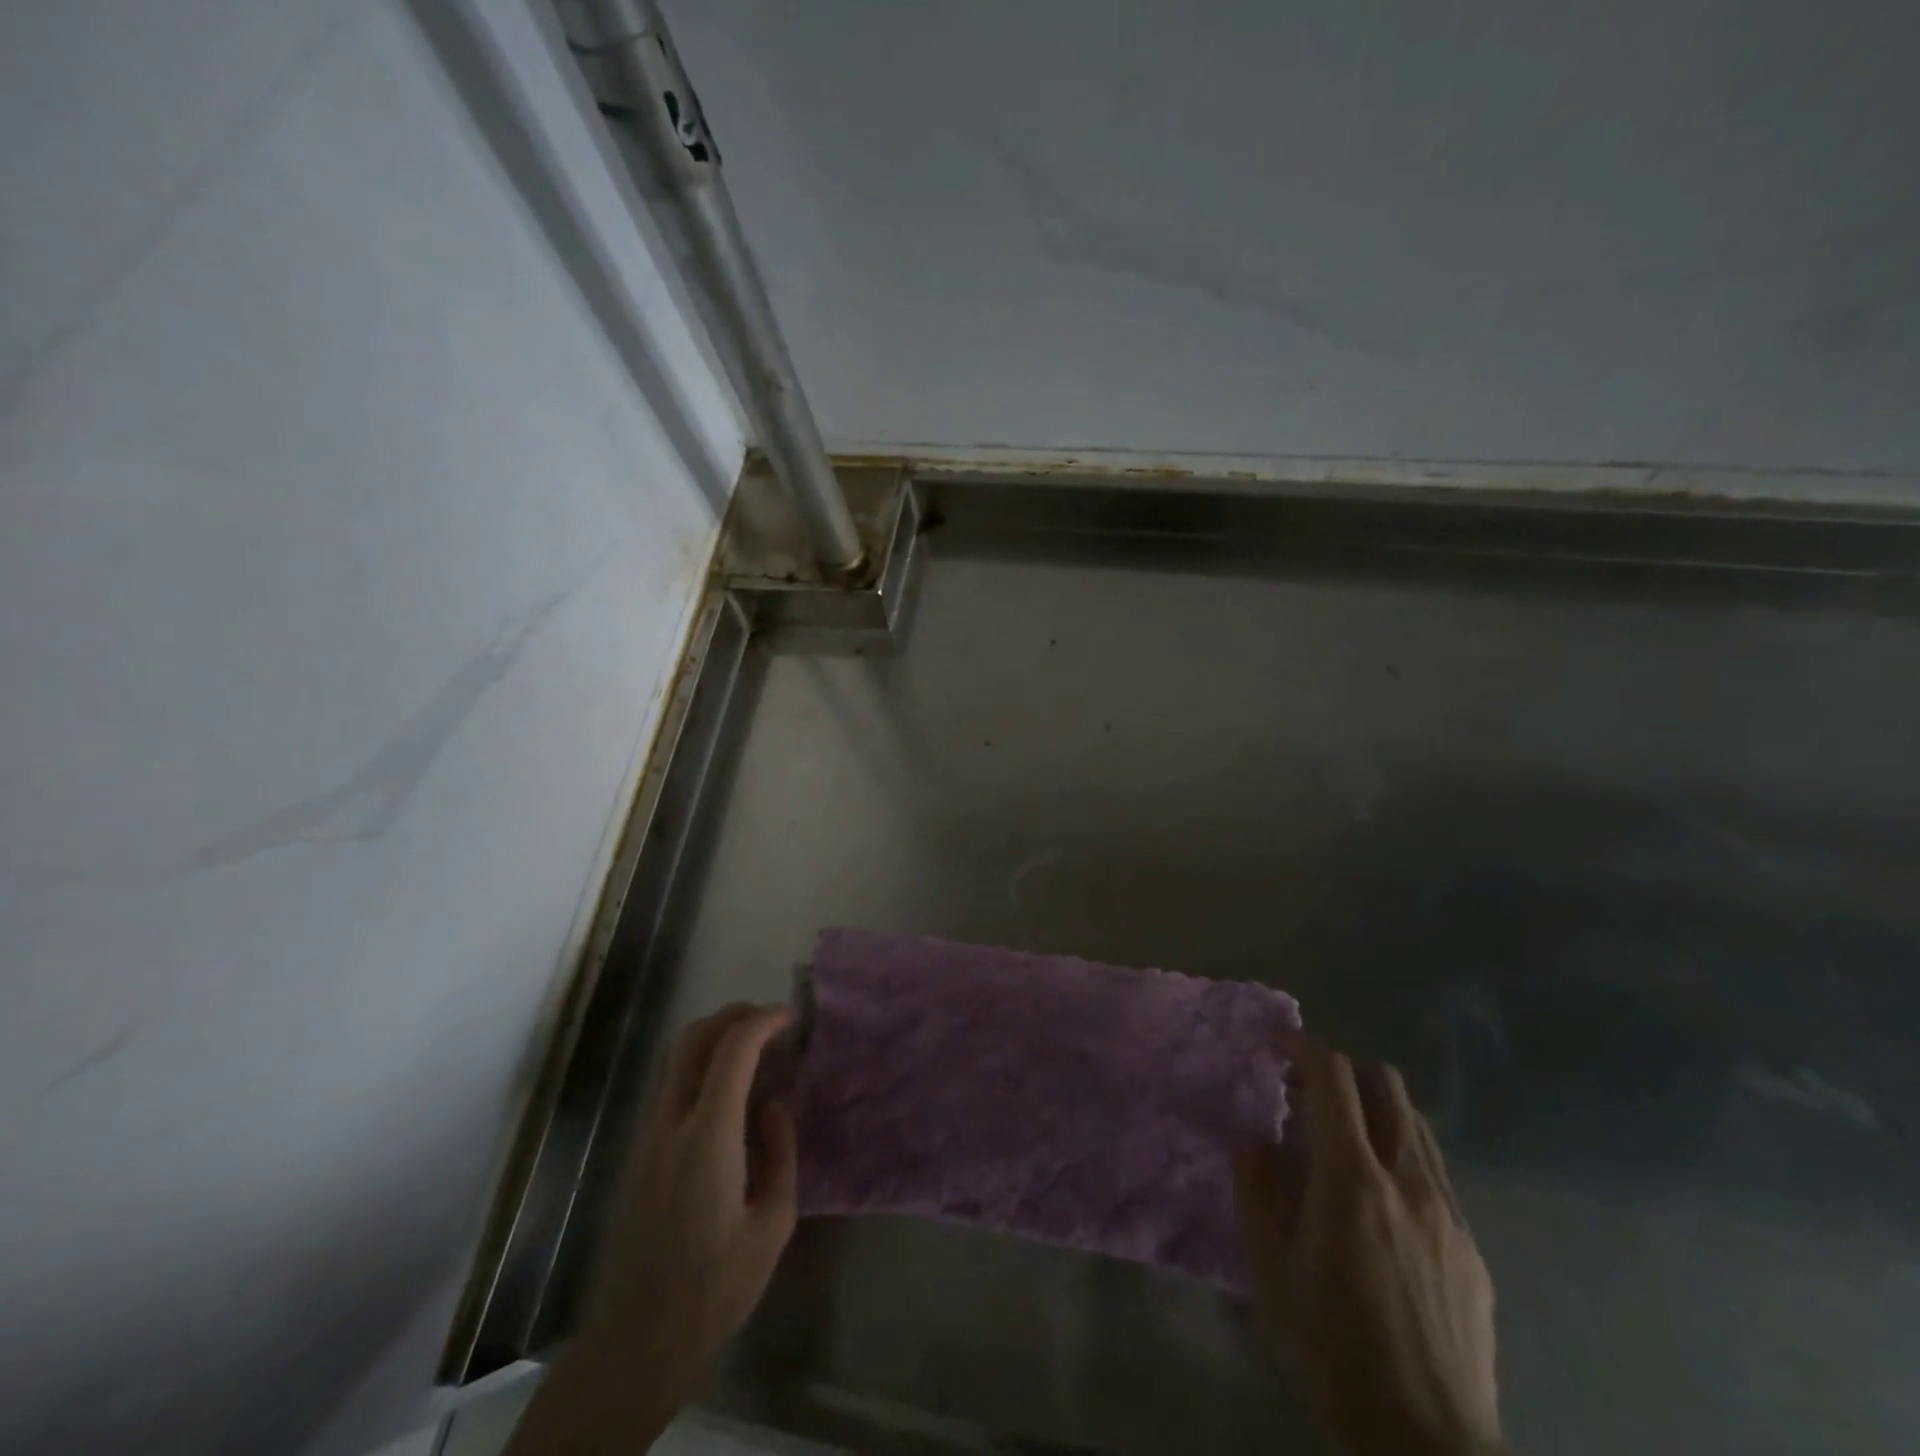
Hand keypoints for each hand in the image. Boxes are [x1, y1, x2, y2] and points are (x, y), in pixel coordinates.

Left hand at [583, 1002, 798, 1385]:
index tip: (792, 1017)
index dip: (765, 1021)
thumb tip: (774, 1108)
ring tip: (755, 1053)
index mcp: (709, 1135)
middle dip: (735, 1016)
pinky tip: (729, 1095)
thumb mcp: (773, 1224)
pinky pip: (670, 1085)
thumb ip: (781, 1153)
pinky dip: (700, 1067)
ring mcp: (648, 1136)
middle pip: (694, 1037)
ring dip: (714, 1038)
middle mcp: (671, 1123)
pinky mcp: (640, 1153)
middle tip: (772, 1024)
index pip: (733, 1049)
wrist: (638, 1340)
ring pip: (675, 1058)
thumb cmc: (716, 1286)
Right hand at [1234, 1031, 1502, 1455]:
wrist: (1425, 1441)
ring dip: (1375, 1110)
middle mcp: (1407, 1180)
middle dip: (1343, 1071)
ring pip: (1416, 1124)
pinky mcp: (1474, 1248)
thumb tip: (1253, 1140)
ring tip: (1342, 1140)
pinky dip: (1401, 1155)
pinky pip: (1435, 1172)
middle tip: (1308, 1095)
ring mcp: (1449, 1213)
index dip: (1304, 1047)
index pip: (1334, 1078)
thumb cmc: (1331, 1347)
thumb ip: (1255, 1189)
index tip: (1277, 1044)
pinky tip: (1381, 1202)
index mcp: (1352, 1179)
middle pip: (1386, 1084)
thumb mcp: (1269, 1268)